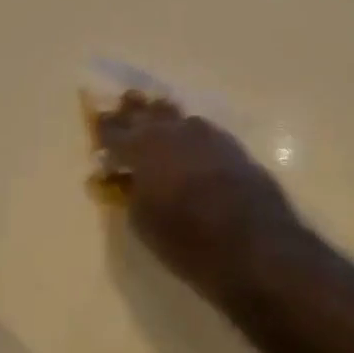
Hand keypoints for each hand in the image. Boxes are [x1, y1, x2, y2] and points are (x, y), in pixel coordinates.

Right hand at [97, 96, 308, 302]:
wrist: (256, 246)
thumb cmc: (187, 240)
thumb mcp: (144, 222)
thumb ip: (130, 193)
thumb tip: (125, 179)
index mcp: (143, 147)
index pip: (114, 129)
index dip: (104, 128)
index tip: (97, 124)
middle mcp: (173, 132)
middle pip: (147, 112)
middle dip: (134, 112)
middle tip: (124, 106)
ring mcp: (207, 135)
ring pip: (178, 117)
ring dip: (164, 119)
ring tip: (156, 120)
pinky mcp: (233, 147)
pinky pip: (202, 131)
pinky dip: (190, 134)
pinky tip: (190, 142)